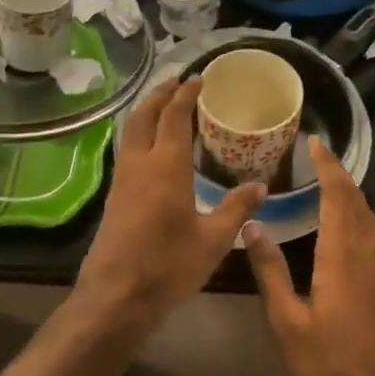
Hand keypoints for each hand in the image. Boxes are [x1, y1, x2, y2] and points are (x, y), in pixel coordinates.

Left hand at [73, 79, 265, 335]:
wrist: (116, 296)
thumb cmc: (169, 265)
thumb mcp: (214, 240)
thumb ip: (237, 209)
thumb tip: (261, 187)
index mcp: (166, 166)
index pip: (175, 116)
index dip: (186, 94)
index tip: (198, 79)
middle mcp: (140, 164)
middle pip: (144, 115)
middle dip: (160, 94)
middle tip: (177, 82)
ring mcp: (122, 180)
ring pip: (130, 131)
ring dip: (146, 112)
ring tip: (163, 106)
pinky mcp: (114, 197)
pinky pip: (127, 150)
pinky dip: (140, 134)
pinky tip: (151, 147)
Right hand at [245, 139, 374, 375]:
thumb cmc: (331, 362)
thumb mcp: (288, 322)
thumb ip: (271, 272)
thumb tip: (253, 228)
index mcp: (342, 255)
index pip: (338, 197)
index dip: (328, 167)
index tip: (316, 144)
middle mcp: (367, 253)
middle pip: (358, 202)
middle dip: (341, 176)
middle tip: (321, 158)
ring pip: (371, 219)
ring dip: (354, 196)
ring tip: (334, 185)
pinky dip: (362, 219)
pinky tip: (352, 229)